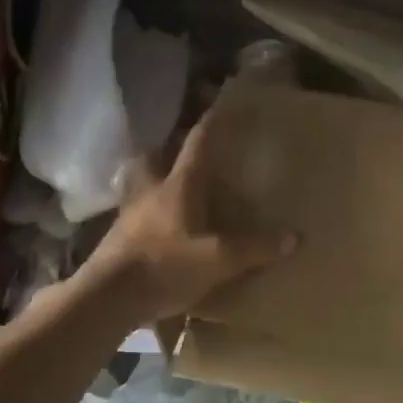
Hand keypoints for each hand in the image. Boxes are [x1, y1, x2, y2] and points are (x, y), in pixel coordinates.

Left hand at [77, 110, 295, 324]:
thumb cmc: (165, 266)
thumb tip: (294, 237)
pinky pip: (132, 215)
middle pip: (152, 158)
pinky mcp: (116, 239)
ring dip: (149, 180)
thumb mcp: (218, 260)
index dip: (210, 123)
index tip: (220, 105)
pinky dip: (143, 215)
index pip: (196, 144)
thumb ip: (255, 248)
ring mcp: (128, 215)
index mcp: (177, 186)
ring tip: (166, 190)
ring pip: (137, 185)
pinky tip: (156, 229)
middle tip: (178, 152)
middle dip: (164, 150)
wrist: (108, 297)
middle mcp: (150, 191)